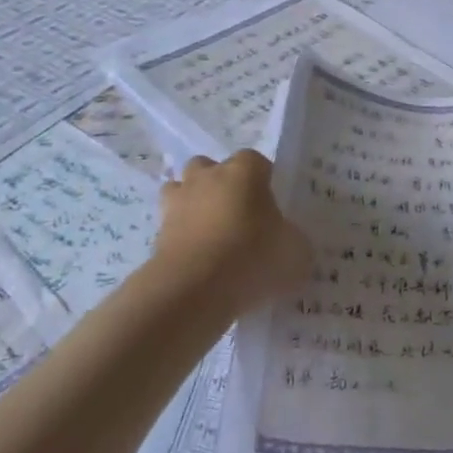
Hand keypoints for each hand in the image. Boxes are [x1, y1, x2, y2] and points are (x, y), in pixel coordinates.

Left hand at [152, 151, 312, 311]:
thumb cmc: (251, 257)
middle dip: (222, 187)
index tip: (272, 210)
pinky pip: (171, 227)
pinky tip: (197, 264)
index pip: (257, 162)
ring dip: (194, 206)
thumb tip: (289, 242)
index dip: (264, 183)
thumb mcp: (295, 252)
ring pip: (183, 191)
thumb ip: (293, 240)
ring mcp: (178, 201)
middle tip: (239, 220)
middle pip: (212, 168)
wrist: (192, 290)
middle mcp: (208, 176)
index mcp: (245, 170)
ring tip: (211, 238)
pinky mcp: (156, 232)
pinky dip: (181, 238)